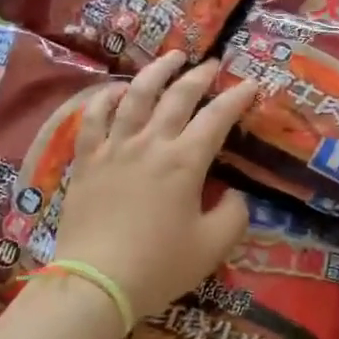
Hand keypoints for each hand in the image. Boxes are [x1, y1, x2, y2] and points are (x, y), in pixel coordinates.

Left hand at [52, 52, 258, 324]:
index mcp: (185, 162)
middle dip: (200, 76)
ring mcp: (114, 147)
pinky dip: (106, 97)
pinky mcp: (86, 159)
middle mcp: (151, 143)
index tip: (251, 84)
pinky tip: (116, 89)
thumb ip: (234, 215)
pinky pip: (93, 117)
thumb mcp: (212, 247)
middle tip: (214, 64)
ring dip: (157, 71)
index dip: (237, 98)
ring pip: (136, 95)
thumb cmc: (158, 266)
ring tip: (172, 56)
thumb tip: (234, 194)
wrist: (95, 282)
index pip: (217, 118)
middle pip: (178, 96)